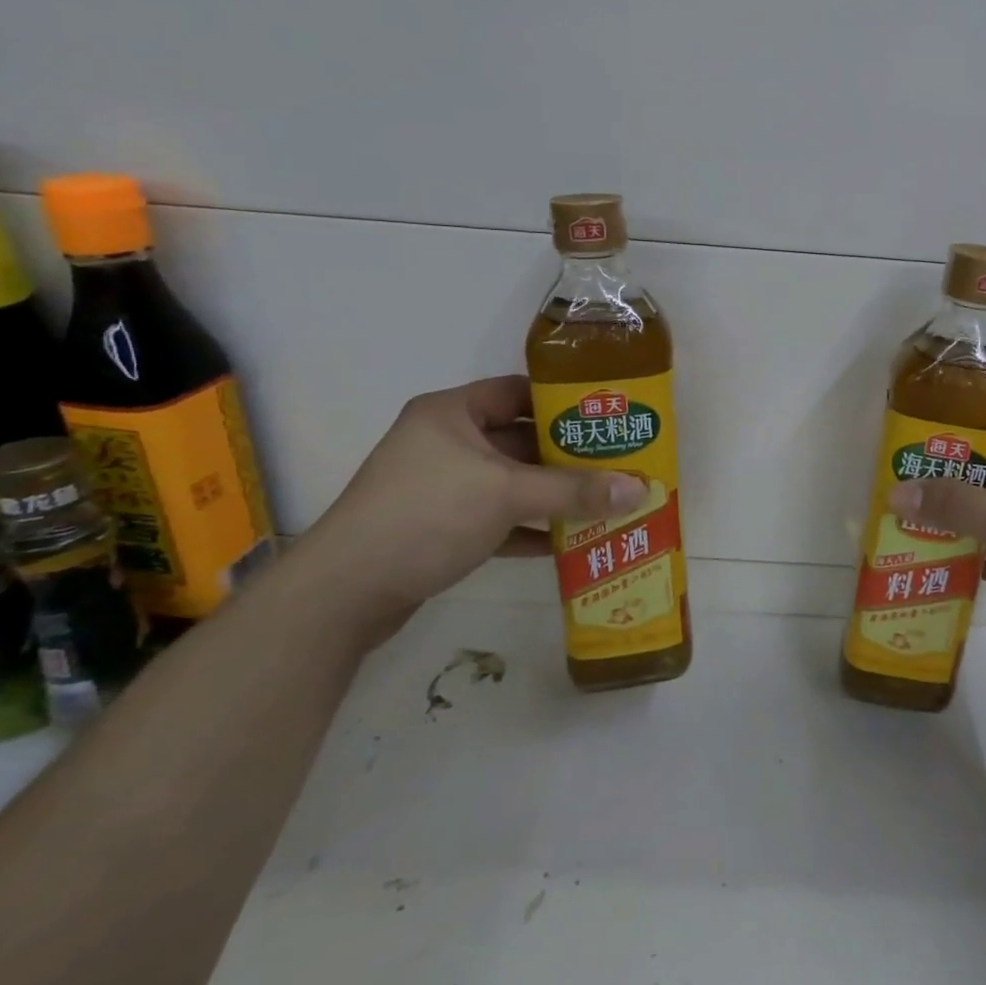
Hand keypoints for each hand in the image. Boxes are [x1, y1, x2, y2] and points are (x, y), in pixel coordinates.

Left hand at [299, 376, 644, 643]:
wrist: (344, 592)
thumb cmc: (426, 515)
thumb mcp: (506, 495)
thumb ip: (574, 490)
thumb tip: (640, 489)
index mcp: (452, 414)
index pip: (518, 392)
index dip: (563, 401)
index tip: (608, 416)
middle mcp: (446, 443)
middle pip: (520, 440)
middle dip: (567, 456)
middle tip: (618, 462)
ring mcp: (442, 487)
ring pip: (511, 483)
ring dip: (553, 496)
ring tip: (605, 501)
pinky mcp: (441, 527)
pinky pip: (498, 519)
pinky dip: (529, 528)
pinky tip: (569, 542)